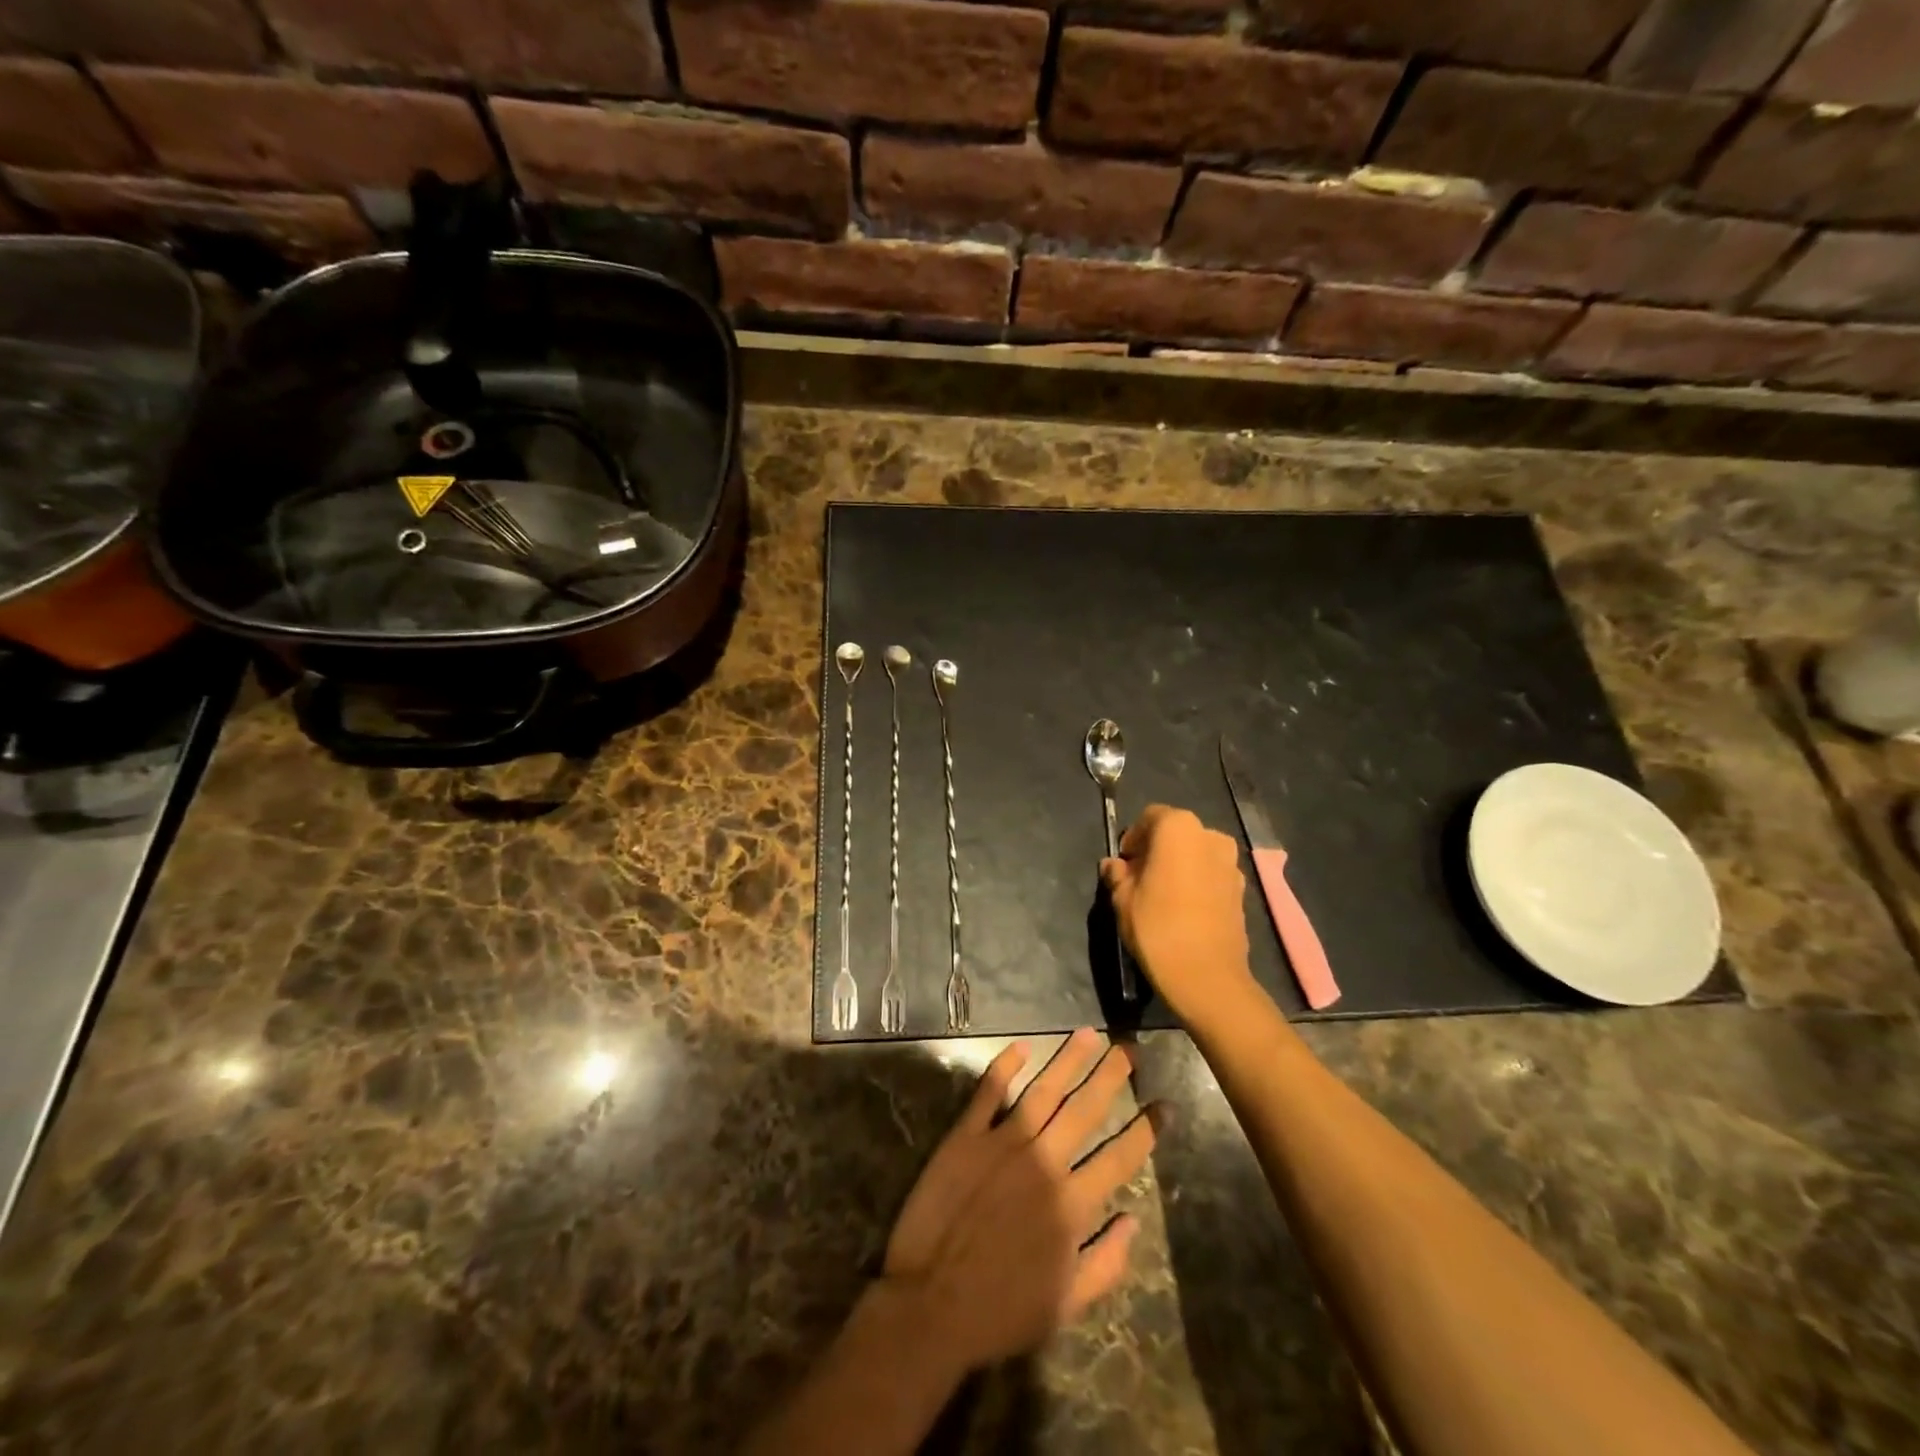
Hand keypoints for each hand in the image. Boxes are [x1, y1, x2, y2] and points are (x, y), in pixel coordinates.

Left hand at [881, 1030, 1154, 1371]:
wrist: (930, 1303)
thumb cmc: (1001, 1311)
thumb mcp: (1066, 1305)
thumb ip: (1106, 1263)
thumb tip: (1134, 1220)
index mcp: (1072, 1205)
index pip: (1120, 1157)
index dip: (1146, 1129)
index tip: (1163, 1103)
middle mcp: (1043, 1163)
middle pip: (1084, 1109)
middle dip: (1110, 1075)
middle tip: (1128, 1048)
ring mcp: (1003, 1144)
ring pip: (1043, 1090)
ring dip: (1068, 1060)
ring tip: (1088, 1033)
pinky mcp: (965, 1136)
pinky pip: (989, 1092)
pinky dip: (1005, 1066)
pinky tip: (1021, 1047)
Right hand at [1100, 804, 1257, 1026]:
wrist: (1207, 976)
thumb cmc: (1157, 927)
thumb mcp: (1123, 899)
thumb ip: (1117, 875)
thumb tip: (1114, 866)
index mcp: (1178, 828)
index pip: (1149, 818)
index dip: (1133, 838)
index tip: (1124, 863)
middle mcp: (1210, 836)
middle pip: (1176, 833)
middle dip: (1156, 850)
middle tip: (1139, 878)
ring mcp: (1231, 863)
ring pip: (1196, 854)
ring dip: (1178, 865)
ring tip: (1161, 895)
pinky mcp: (1242, 889)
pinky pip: (1211, 874)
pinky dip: (1196, 882)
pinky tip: (1183, 908)